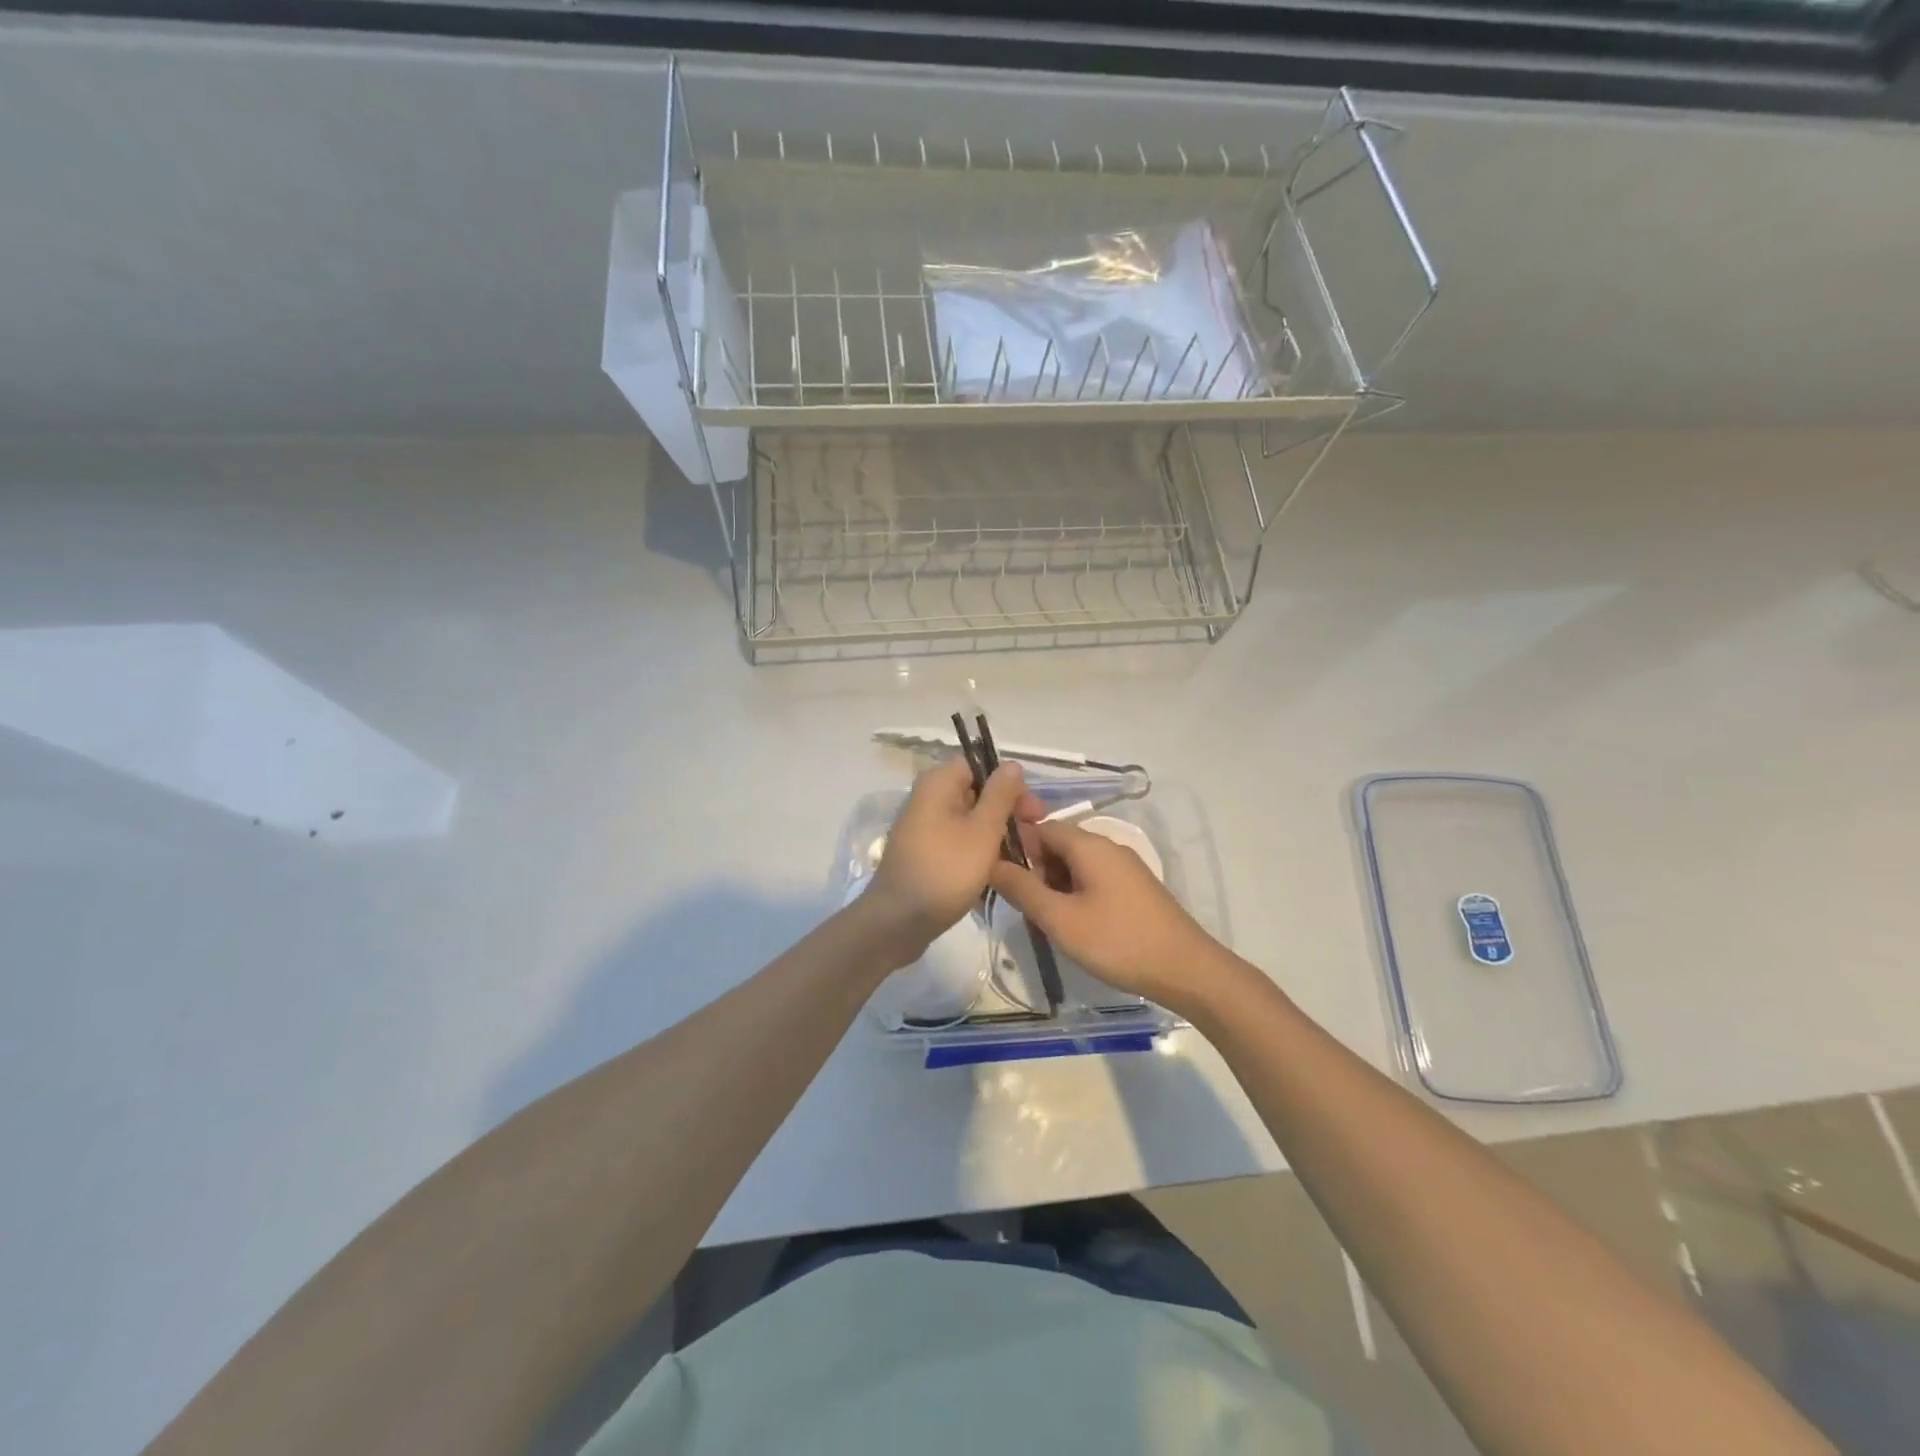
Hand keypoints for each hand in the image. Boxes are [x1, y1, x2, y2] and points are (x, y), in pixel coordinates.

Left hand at [859, 756, 1044, 966]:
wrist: (898, 922)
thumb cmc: (945, 871)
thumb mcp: (982, 831)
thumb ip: (1000, 795)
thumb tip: (1011, 764)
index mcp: (937, 784)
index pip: (978, 765)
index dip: (1008, 783)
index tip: (1031, 810)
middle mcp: (927, 799)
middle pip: (975, 792)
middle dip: (1006, 811)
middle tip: (1033, 835)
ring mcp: (923, 828)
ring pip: (968, 820)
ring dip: (995, 834)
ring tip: (1021, 856)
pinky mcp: (924, 853)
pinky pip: (957, 841)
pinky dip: (977, 851)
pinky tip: (997, 871)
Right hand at [989, 819, 1226, 1015]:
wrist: (1186, 970)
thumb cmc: (1118, 941)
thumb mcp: (1060, 919)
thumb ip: (1022, 889)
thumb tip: (991, 863)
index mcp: (1089, 845)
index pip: (1040, 827)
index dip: (1016, 848)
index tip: (1000, 878)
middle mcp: (1108, 847)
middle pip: (1058, 845)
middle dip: (1035, 872)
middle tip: (1025, 910)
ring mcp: (1125, 868)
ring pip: (1075, 866)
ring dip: (1054, 888)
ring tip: (1048, 924)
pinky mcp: (1135, 889)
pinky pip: (1094, 881)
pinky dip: (1076, 896)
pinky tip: (1075, 928)